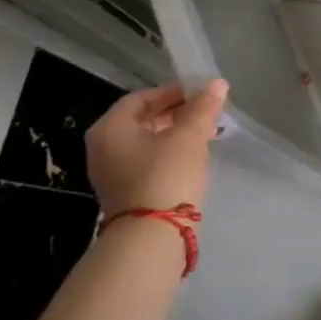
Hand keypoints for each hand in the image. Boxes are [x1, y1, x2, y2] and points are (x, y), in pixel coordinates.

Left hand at [85, 81, 227, 218]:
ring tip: (205, 134)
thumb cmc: (166, 174)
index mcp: (110, 128)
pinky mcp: (125, 192)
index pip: (141, 98)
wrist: (153, 236)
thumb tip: (218, 83)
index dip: (172, 92)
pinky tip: (192, 158)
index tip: (200, 95)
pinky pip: (146, 162)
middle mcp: (103, 148)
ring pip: (146, 143)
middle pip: (142, 120)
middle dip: (176, 113)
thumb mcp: (189, 136)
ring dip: (175, 135)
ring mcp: (111, 173)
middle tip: (206, 113)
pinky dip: (168, 154)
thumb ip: (203, 108)